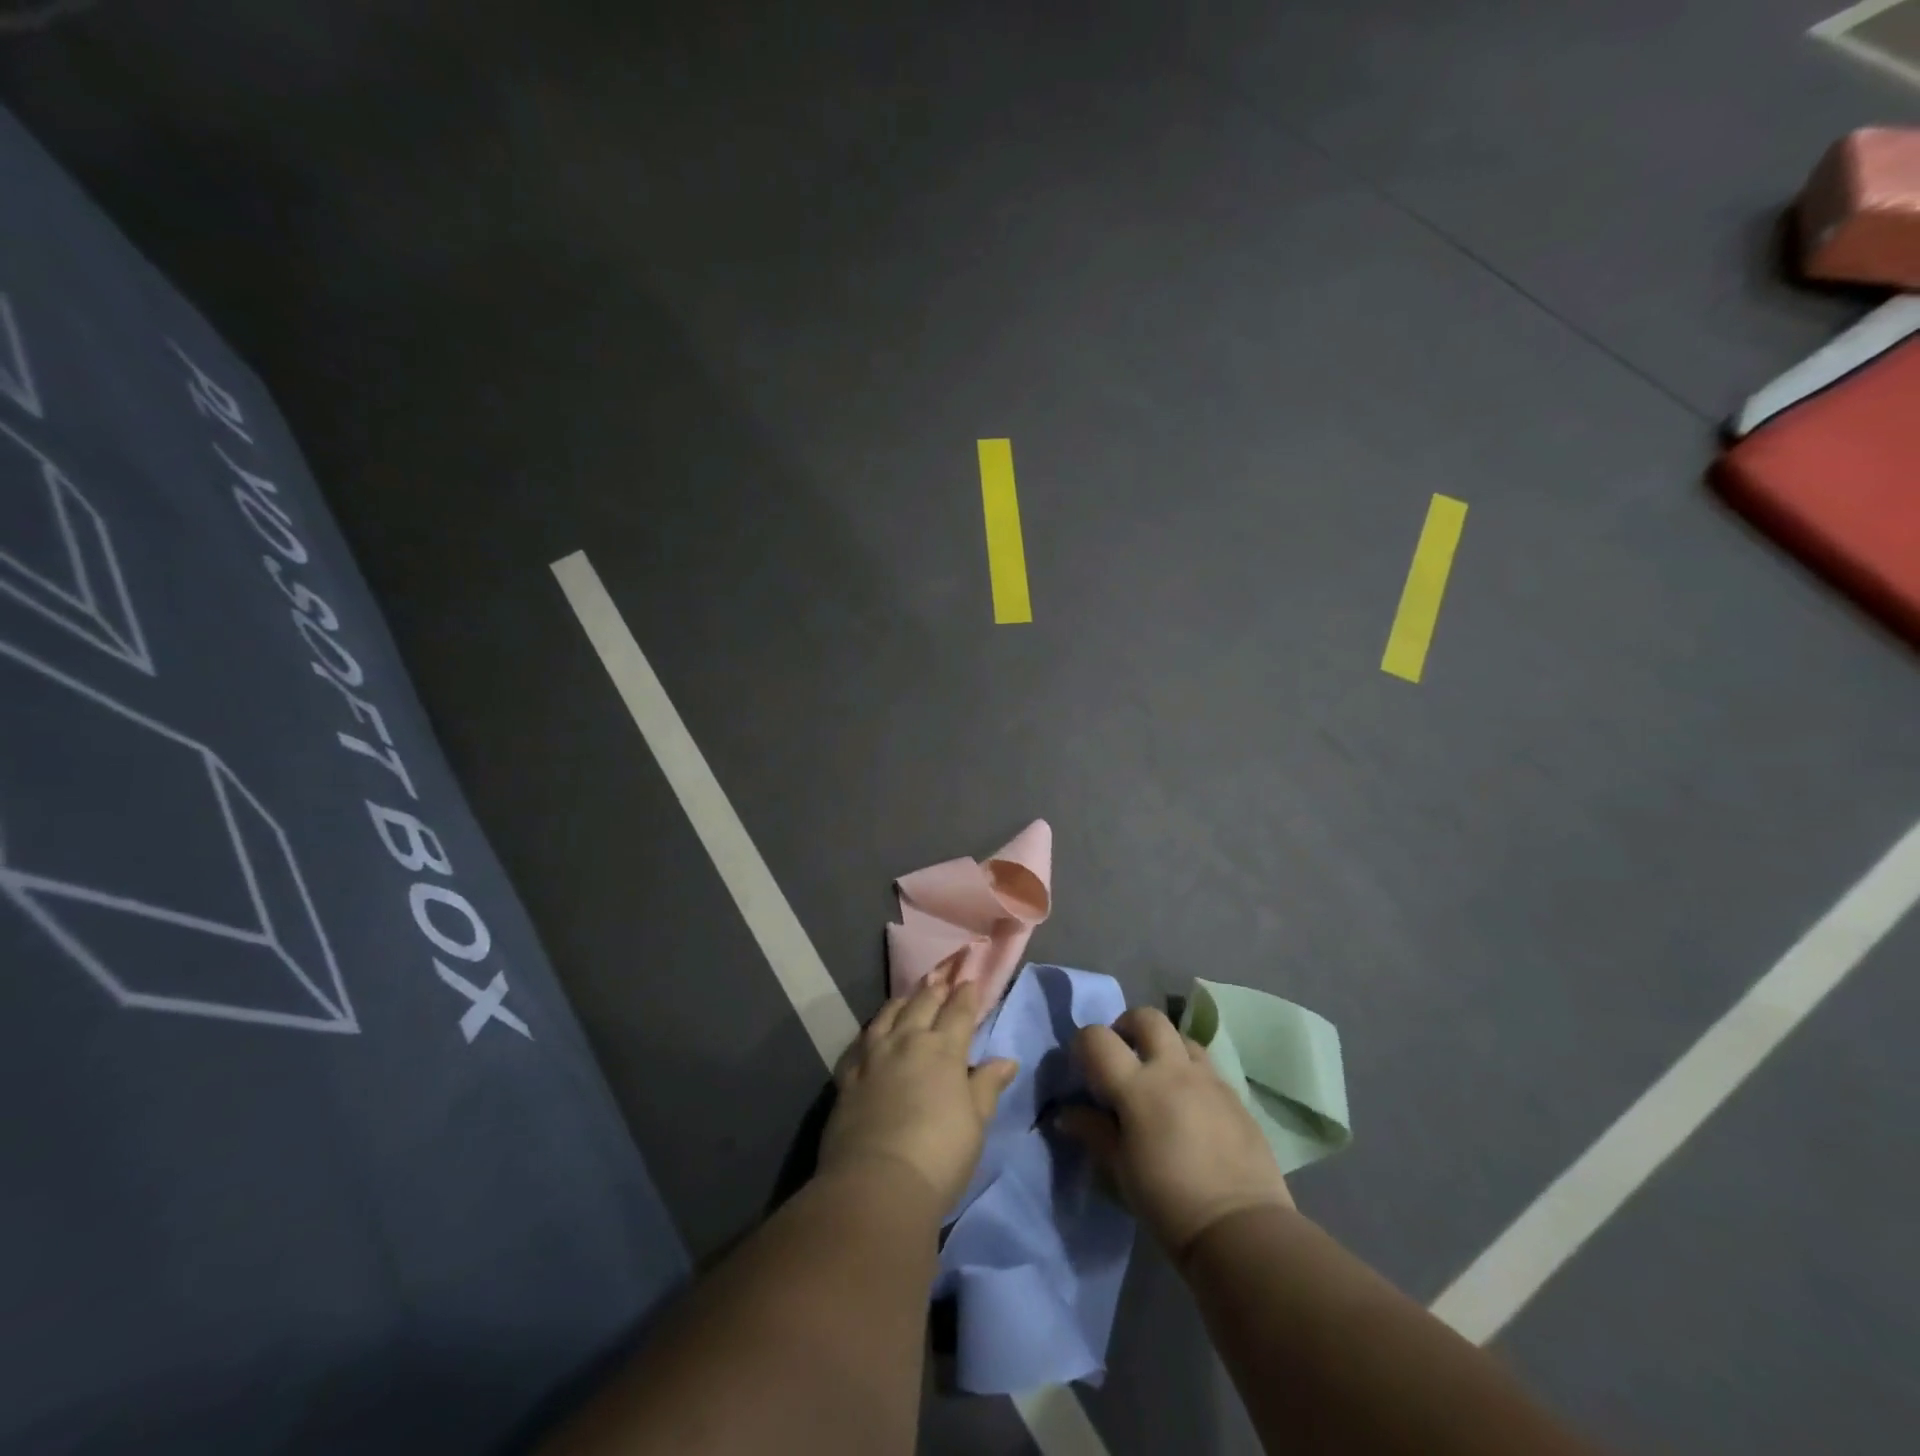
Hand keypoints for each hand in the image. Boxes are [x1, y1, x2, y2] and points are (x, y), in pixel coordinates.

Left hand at [819, 970, 1019, 1212]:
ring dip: (902, 1001)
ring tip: (909, 995)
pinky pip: (860, 1041)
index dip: (966, 996)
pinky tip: (872, 1031)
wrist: (876, 1184)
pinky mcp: (847, 1075)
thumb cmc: (939, 1156)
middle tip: (942, 978)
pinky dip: (871, 1029)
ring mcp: (873, 1056)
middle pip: (922, 1004)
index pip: (959, 1012)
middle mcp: (907, 1041)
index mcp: (944, 1050)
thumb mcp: (975, 1124)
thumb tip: (1006, 1060)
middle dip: (935, 989)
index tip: (971, 982)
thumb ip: (987, 1086)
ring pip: (888, 1014)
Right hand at [1058, 1007, 1293, 1262]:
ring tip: (1159, 1079)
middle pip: (1147, 1018)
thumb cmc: (1168, 1203)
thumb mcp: (1120, 1170)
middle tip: (1122, 1056)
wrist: (1241, 1230)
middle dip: (1128, 1026)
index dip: (1084, 1044)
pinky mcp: (1235, 1096)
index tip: (1083, 1066)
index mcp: (1137, 1087)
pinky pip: (1207, 1067)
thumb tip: (1066, 1114)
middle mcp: (1174, 1070)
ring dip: (1164, 1047)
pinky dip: (1190, 1073)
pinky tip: (1190, 1106)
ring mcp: (1209, 1079)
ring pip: (1181, 1037)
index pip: (1098, 1039)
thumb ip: (1093, 1132)